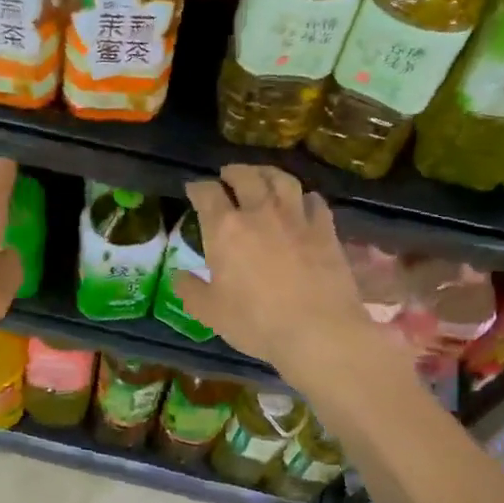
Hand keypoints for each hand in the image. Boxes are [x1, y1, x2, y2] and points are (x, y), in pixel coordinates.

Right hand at [175, 165, 373, 379]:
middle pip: (246, 176)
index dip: (198, 188)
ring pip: (282, 180)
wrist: (318, 331)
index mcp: (225, 229)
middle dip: (232, 172)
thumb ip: (190, 291)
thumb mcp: (210, 313)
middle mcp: (260, 212)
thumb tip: (178, 276)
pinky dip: (304, 197)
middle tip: (227, 175)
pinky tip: (303, 202)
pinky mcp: (325, 229)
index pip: (207, 193)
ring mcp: (296, 217)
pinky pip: (314, 201)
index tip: (194, 189)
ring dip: (268, 173)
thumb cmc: (256, 323)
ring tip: (263, 177)